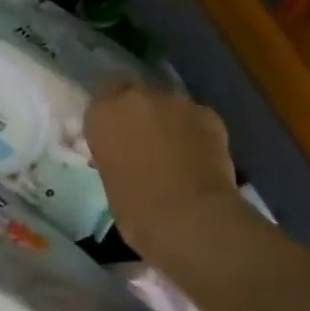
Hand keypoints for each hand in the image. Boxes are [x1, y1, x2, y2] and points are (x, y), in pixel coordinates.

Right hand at [86, 81, 245, 269]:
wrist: (188, 215)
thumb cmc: (134, 207)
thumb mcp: (109, 176)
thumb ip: (114, 152)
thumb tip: (124, 152)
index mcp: (102, 114)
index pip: (101, 99)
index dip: (109, 117)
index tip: (113, 136)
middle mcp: (136, 98)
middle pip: (135, 94)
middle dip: (138, 113)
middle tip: (142, 142)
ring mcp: (176, 102)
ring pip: (167, 105)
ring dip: (167, 121)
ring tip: (173, 152)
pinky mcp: (208, 113)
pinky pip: (194, 118)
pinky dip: (193, 132)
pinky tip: (196, 156)